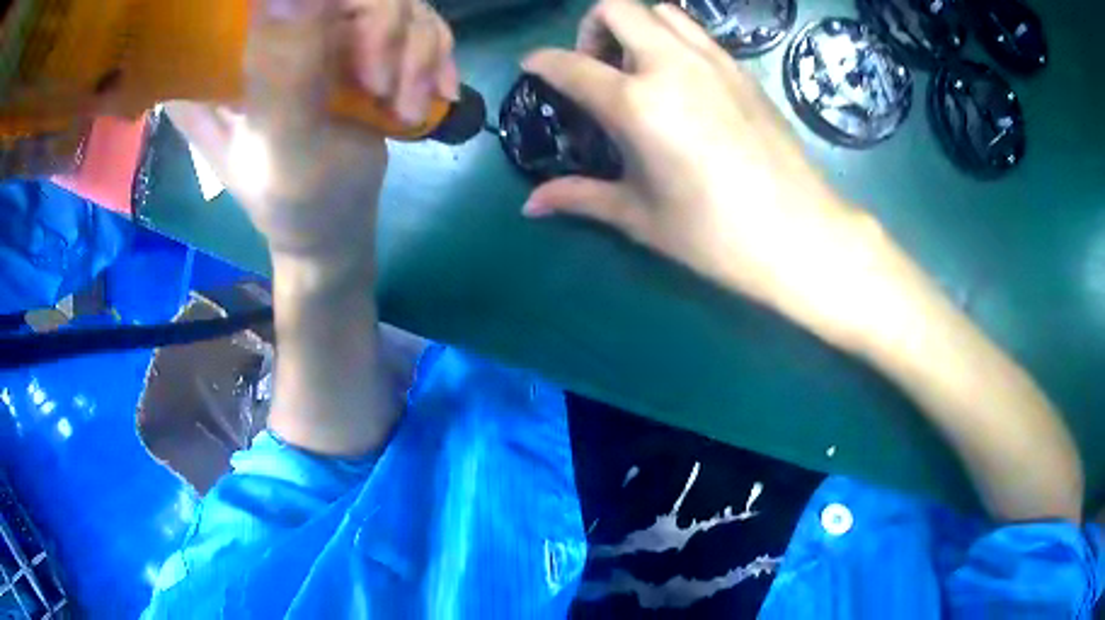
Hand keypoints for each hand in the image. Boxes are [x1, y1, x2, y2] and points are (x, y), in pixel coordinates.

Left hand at [167, 0, 456, 280]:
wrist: (336, 225)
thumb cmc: (296, 201)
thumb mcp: (283, 145)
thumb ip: (283, 72)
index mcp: (229, 55)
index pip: (272, 1)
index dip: (318, 8)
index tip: (351, 61)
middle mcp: (274, 30)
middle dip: (388, 34)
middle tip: (385, 92)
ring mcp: (322, 30)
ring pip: (395, 0)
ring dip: (418, 53)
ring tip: (408, 108)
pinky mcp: (361, 40)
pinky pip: (416, 19)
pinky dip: (435, 53)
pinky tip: (435, 91)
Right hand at [522, 0, 879, 339]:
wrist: (800, 234)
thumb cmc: (715, 235)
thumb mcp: (640, 217)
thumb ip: (581, 197)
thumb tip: (531, 206)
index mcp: (638, 105)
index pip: (571, 65)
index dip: (542, 62)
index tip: (533, 66)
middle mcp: (672, 66)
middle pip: (617, 8)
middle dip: (592, 28)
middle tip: (596, 67)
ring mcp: (713, 62)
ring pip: (661, 11)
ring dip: (636, 27)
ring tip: (638, 69)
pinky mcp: (743, 71)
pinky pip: (696, 33)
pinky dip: (673, 39)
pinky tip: (680, 81)